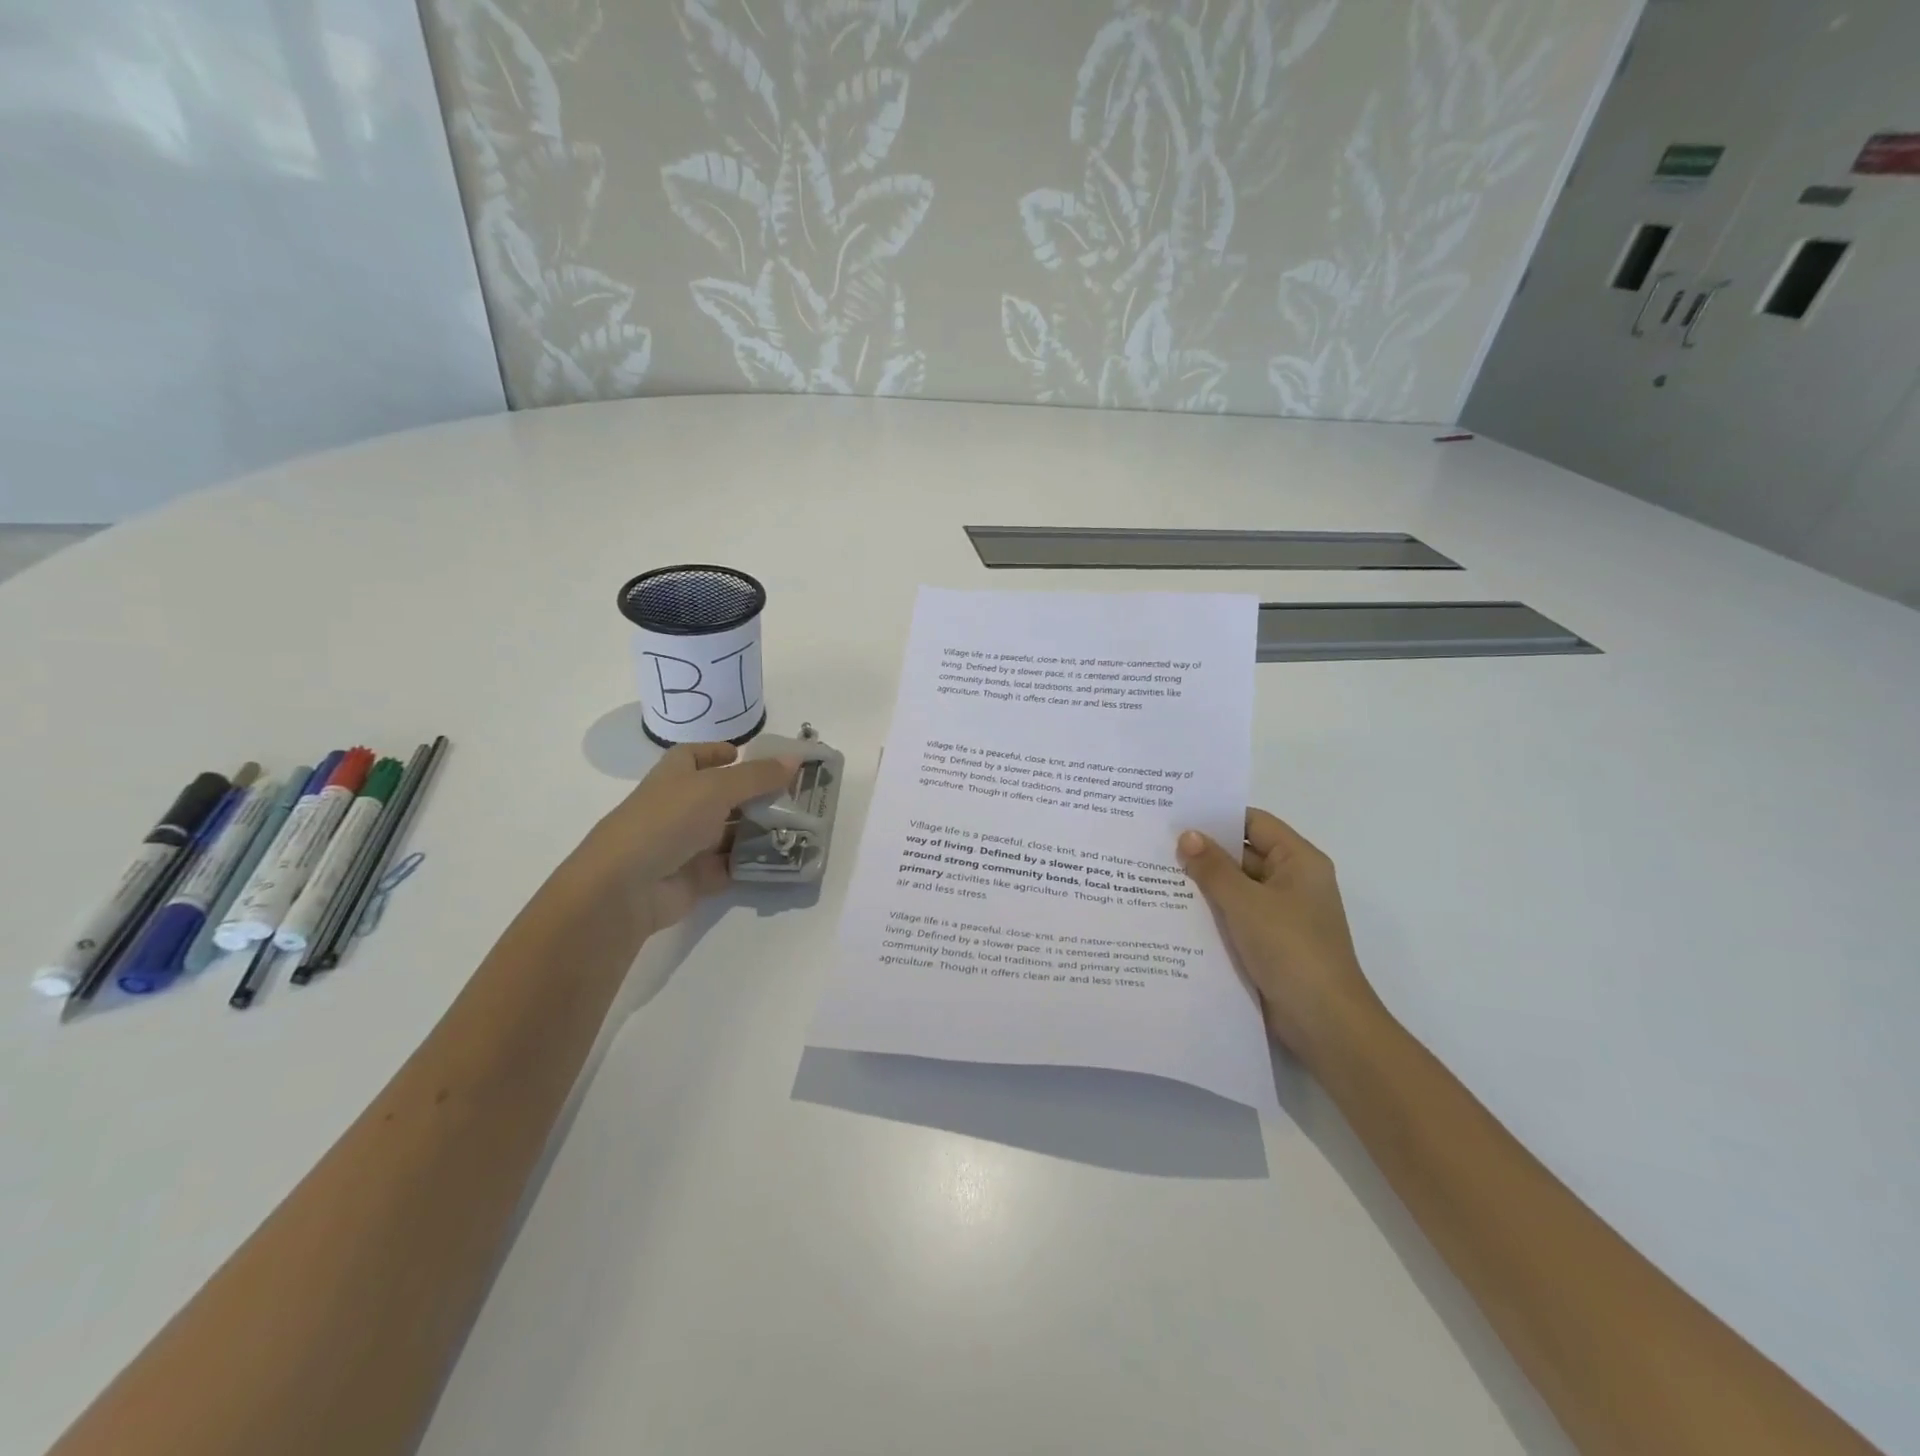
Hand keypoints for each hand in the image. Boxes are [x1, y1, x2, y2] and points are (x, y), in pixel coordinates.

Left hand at [586, 742, 799, 935]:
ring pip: (730, 832)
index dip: (717, 752)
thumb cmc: (666, 821)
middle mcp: (679, 807)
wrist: (626, 888)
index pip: (694, 756)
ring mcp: (687, 844)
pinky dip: (754, 861)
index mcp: (674, 776)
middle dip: (756, 793)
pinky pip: (732, 865)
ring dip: (760, 828)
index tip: (745, 754)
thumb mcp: (715, 788)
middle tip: (795, 793)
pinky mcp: (697, 877)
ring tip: (801, 824)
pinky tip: (785, 855)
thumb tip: (795, 759)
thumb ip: (757, 776)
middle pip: (722, 795)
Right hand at [1177, 810, 1379, 1058]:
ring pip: (1236, 887)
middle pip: (1243, 854)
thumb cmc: (1291, 950)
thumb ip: (1214, 867)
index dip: (1218, 816)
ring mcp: (1281, 914)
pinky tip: (1173, 912)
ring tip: (1154, 874)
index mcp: (1299, 862)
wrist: (1324, 1022)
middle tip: (1155, 843)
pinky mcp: (1269, 942)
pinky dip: (1210, 912)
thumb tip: (1187, 835)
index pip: (1254, 823)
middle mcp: (1293, 882)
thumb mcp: (1246, 903)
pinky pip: (1235, 916)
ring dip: (1203, 884)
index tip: (1176, 814)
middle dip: (1203, 851)